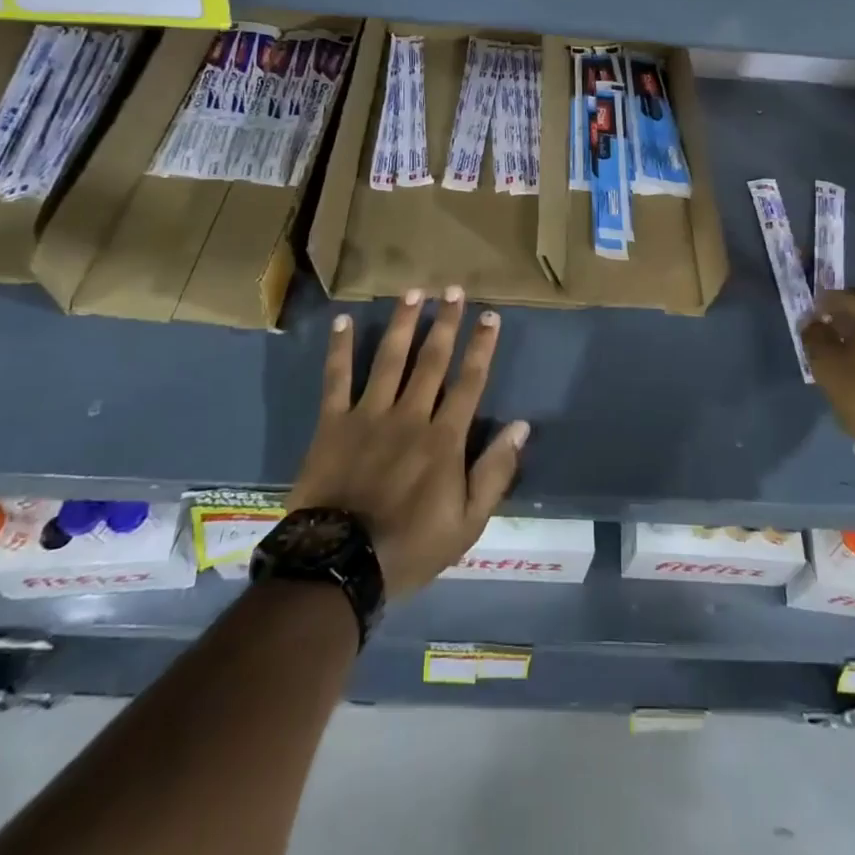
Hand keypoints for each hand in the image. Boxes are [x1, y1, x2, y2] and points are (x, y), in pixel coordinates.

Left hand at [288, 289, 529, 599]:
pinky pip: (337, 379)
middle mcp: (410, 415)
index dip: (482, 346)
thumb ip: (495, 472)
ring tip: (414, 292)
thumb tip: (520, 426)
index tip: (490, 316)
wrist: (340, 565)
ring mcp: (369, 414)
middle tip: (454, 289)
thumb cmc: (410, 547)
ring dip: (403, 322)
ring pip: (390, 358)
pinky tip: (344, 320)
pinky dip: (340, 349)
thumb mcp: (467, 523)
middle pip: (432, 359)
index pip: (470, 381)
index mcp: (444, 438)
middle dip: (446, 322)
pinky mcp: (334, 423)